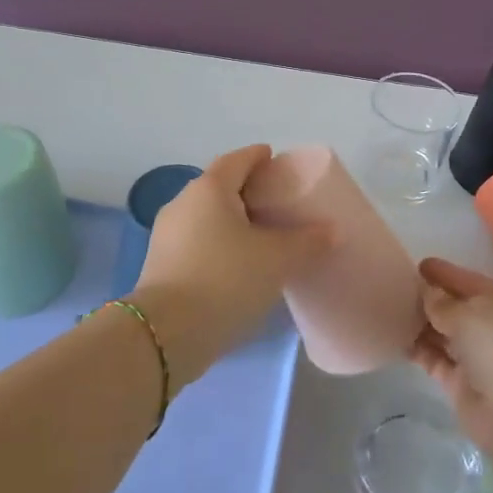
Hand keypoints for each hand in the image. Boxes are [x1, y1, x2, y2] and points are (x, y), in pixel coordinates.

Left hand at [133, 145, 331, 389]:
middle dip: (246, 190)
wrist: (165, 335)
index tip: (277, 162)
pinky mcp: (160, 265)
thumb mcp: (276, 260)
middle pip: (219, 186)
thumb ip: (307, 241)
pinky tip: (236, 265)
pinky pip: (196, 241)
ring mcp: (166, 235)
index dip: (259, 157)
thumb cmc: (225, 280)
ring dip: (231, 220)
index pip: (237, 159)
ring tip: (260, 237)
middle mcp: (183, 202)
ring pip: (206, 216)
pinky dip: (218, 244)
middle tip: (276, 202)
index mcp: (209, 188)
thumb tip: (332, 230)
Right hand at [412, 257, 492, 459]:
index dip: (446, 273)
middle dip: (433, 299)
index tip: (419, 264)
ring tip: (391, 310)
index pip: (473, 281)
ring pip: (448, 336)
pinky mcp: (466, 387)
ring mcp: (484, 360)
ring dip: (424, 325)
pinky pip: (439, 361)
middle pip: (461, 309)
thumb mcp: (471, 313)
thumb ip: (443, 303)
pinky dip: (420, 351)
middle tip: (398, 287)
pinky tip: (396, 340)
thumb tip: (429, 294)